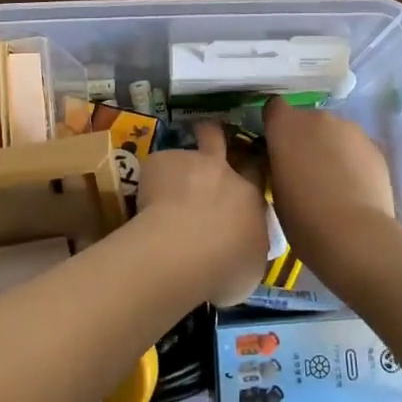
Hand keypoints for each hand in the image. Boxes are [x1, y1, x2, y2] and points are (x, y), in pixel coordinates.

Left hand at [135, 122, 269, 306]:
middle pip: (218, 139)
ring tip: (162, 191)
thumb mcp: (251, 267)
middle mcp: (222, 172)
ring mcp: (189, 162)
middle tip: (206, 135)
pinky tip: (144, 205)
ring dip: (177, 168)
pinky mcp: (159, 162)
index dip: (251, 167)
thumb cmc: (224, 268)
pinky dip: (152, 183)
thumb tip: (241, 247)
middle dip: (214, 134)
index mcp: (249, 197)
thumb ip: (248, 246)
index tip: (246, 168)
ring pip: (183, 152)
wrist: (182, 252)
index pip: (257, 171)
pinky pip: (156, 168)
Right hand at [262, 97, 400, 279]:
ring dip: (330, 148)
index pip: (274, 108)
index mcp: (285, 125)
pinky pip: (356, 148)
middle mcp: (317, 117)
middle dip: (305, 139)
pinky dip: (353, 161)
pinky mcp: (375, 146)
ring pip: (334, 133)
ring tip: (334, 183)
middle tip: (305, 171)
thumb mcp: (275, 188)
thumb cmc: (302, 217)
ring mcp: (350, 128)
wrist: (354, 235)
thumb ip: (278, 163)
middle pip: (307, 120)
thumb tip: (285, 159)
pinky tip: (355, 189)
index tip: (276, 148)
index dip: (275, 126)